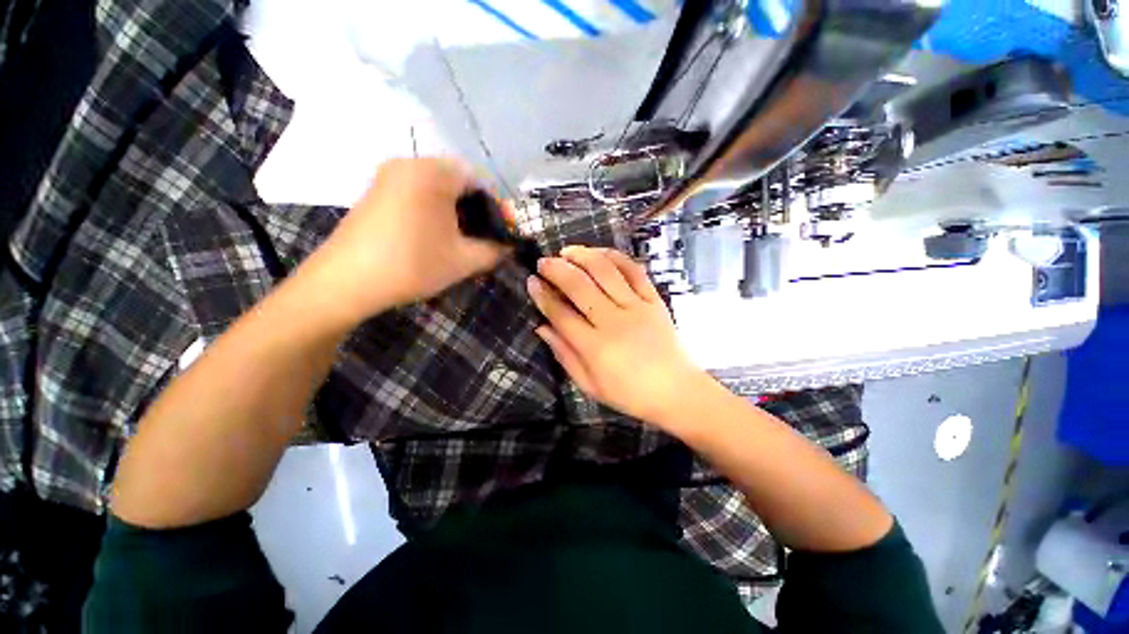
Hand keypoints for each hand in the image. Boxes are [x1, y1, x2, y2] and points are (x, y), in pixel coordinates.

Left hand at [302, 158, 507, 323]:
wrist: (347, 281)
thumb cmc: (413, 265)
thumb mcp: (465, 260)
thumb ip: (496, 250)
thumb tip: (509, 246)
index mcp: (433, 173)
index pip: (478, 179)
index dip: (496, 206)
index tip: (501, 231)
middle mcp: (409, 165)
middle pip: (457, 181)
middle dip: (476, 210)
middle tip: (484, 237)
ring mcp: (388, 177)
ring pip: (437, 188)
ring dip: (456, 212)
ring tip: (463, 240)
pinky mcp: (376, 192)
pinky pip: (416, 194)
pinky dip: (434, 211)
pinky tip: (436, 237)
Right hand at [526, 246, 702, 425]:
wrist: (677, 392)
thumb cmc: (630, 394)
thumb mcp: (590, 386)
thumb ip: (565, 355)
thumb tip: (542, 328)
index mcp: (595, 347)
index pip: (561, 314)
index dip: (543, 296)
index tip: (532, 281)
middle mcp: (614, 322)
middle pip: (580, 287)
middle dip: (557, 270)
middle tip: (544, 262)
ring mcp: (637, 307)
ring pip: (606, 272)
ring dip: (583, 256)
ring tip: (567, 251)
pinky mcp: (654, 300)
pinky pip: (634, 271)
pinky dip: (616, 257)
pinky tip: (600, 253)